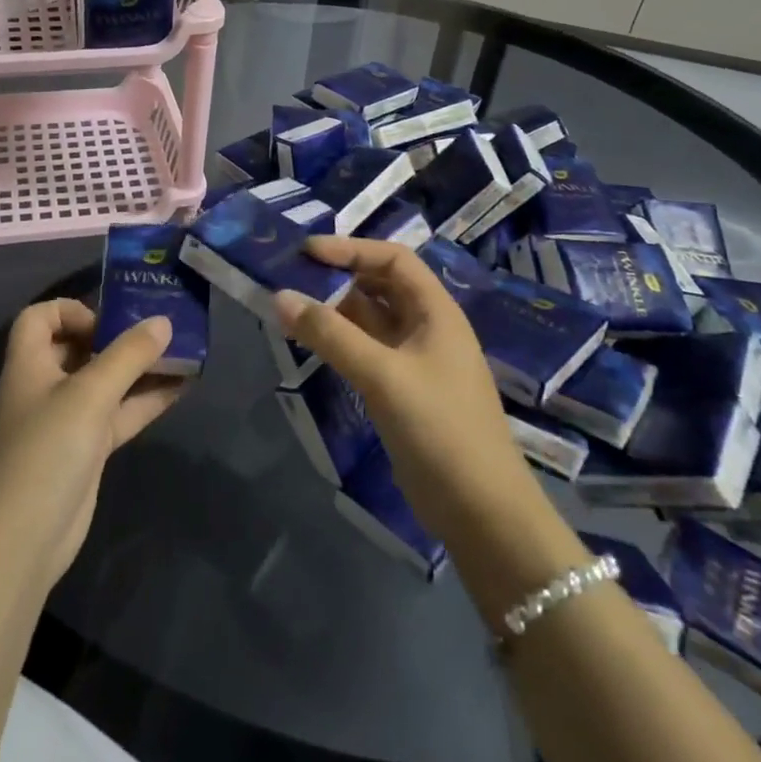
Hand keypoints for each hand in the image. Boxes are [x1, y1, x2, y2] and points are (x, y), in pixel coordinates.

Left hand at [0, 299, 185, 594]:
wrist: (23, 540)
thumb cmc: (47, 450)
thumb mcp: (89, 394)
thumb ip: (128, 355)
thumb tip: (163, 321)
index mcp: (30, 364)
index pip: (39, 318)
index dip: (71, 310)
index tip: (108, 320)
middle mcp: (45, 386)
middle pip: (78, 347)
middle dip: (117, 336)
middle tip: (158, 329)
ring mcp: (66, 420)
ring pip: (105, 382)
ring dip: (139, 368)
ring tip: (182, 353)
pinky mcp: (86, 450)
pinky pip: (118, 414)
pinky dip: (145, 401)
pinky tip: (181, 389)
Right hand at [274, 237, 546, 549]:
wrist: (481, 512)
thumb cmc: (439, 429)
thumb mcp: (382, 375)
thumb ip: (330, 335)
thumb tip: (279, 296)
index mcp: (436, 312)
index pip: (393, 259)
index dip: (351, 249)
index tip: (307, 252)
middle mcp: (427, 329)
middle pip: (380, 286)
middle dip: (338, 277)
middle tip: (291, 277)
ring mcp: (415, 362)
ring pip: (371, 320)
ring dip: (335, 311)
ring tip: (291, 307)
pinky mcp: (403, 392)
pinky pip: (367, 351)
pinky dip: (340, 342)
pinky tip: (311, 344)